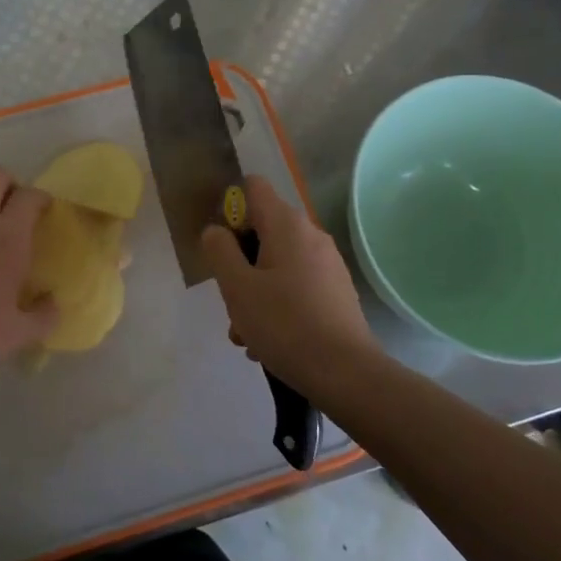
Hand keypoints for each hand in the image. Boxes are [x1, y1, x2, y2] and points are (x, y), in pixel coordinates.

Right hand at [201, 176, 376, 390]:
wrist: (345, 372)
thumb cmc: (284, 324)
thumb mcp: (237, 288)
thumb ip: (219, 251)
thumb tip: (215, 230)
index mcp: (287, 225)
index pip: (253, 188)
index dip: (230, 206)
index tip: (220, 243)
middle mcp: (311, 235)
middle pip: (262, 231)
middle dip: (239, 262)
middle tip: (229, 300)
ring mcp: (328, 264)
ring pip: (276, 265)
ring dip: (254, 291)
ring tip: (245, 333)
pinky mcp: (336, 291)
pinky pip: (295, 285)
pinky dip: (277, 304)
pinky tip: (268, 341)